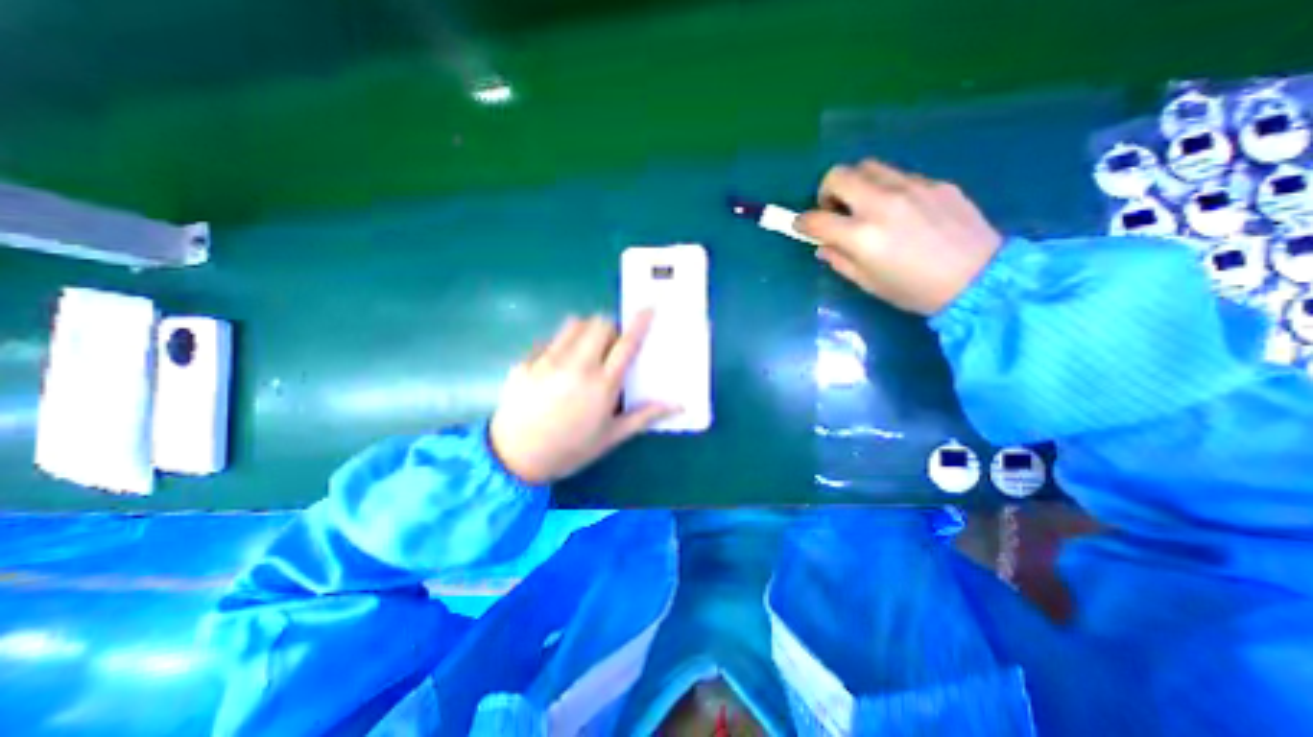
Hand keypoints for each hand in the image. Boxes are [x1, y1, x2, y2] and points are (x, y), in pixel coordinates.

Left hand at [490, 308, 677, 482]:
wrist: (515, 459)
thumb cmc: (570, 449)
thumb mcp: (611, 436)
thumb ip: (644, 416)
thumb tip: (677, 405)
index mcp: (602, 385)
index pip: (626, 344)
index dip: (639, 323)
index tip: (648, 308)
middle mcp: (576, 366)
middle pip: (599, 323)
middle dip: (610, 328)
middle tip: (609, 346)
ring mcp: (547, 361)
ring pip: (573, 324)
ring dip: (586, 330)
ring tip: (584, 350)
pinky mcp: (525, 361)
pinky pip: (549, 340)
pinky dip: (560, 345)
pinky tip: (556, 366)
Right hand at [788, 159, 1007, 313]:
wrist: (980, 279)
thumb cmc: (915, 291)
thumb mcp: (868, 283)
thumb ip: (840, 261)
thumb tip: (824, 246)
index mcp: (862, 236)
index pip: (816, 219)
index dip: (802, 223)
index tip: (801, 226)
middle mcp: (882, 204)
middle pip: (839, 175)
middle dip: (826, 191)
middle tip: (833, 209)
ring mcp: (912, 188)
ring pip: (869, 167)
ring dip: (856, 184)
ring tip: (865, 205)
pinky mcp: (936, 183)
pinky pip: (900, 176)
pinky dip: (888, 189)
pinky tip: (900, 210)